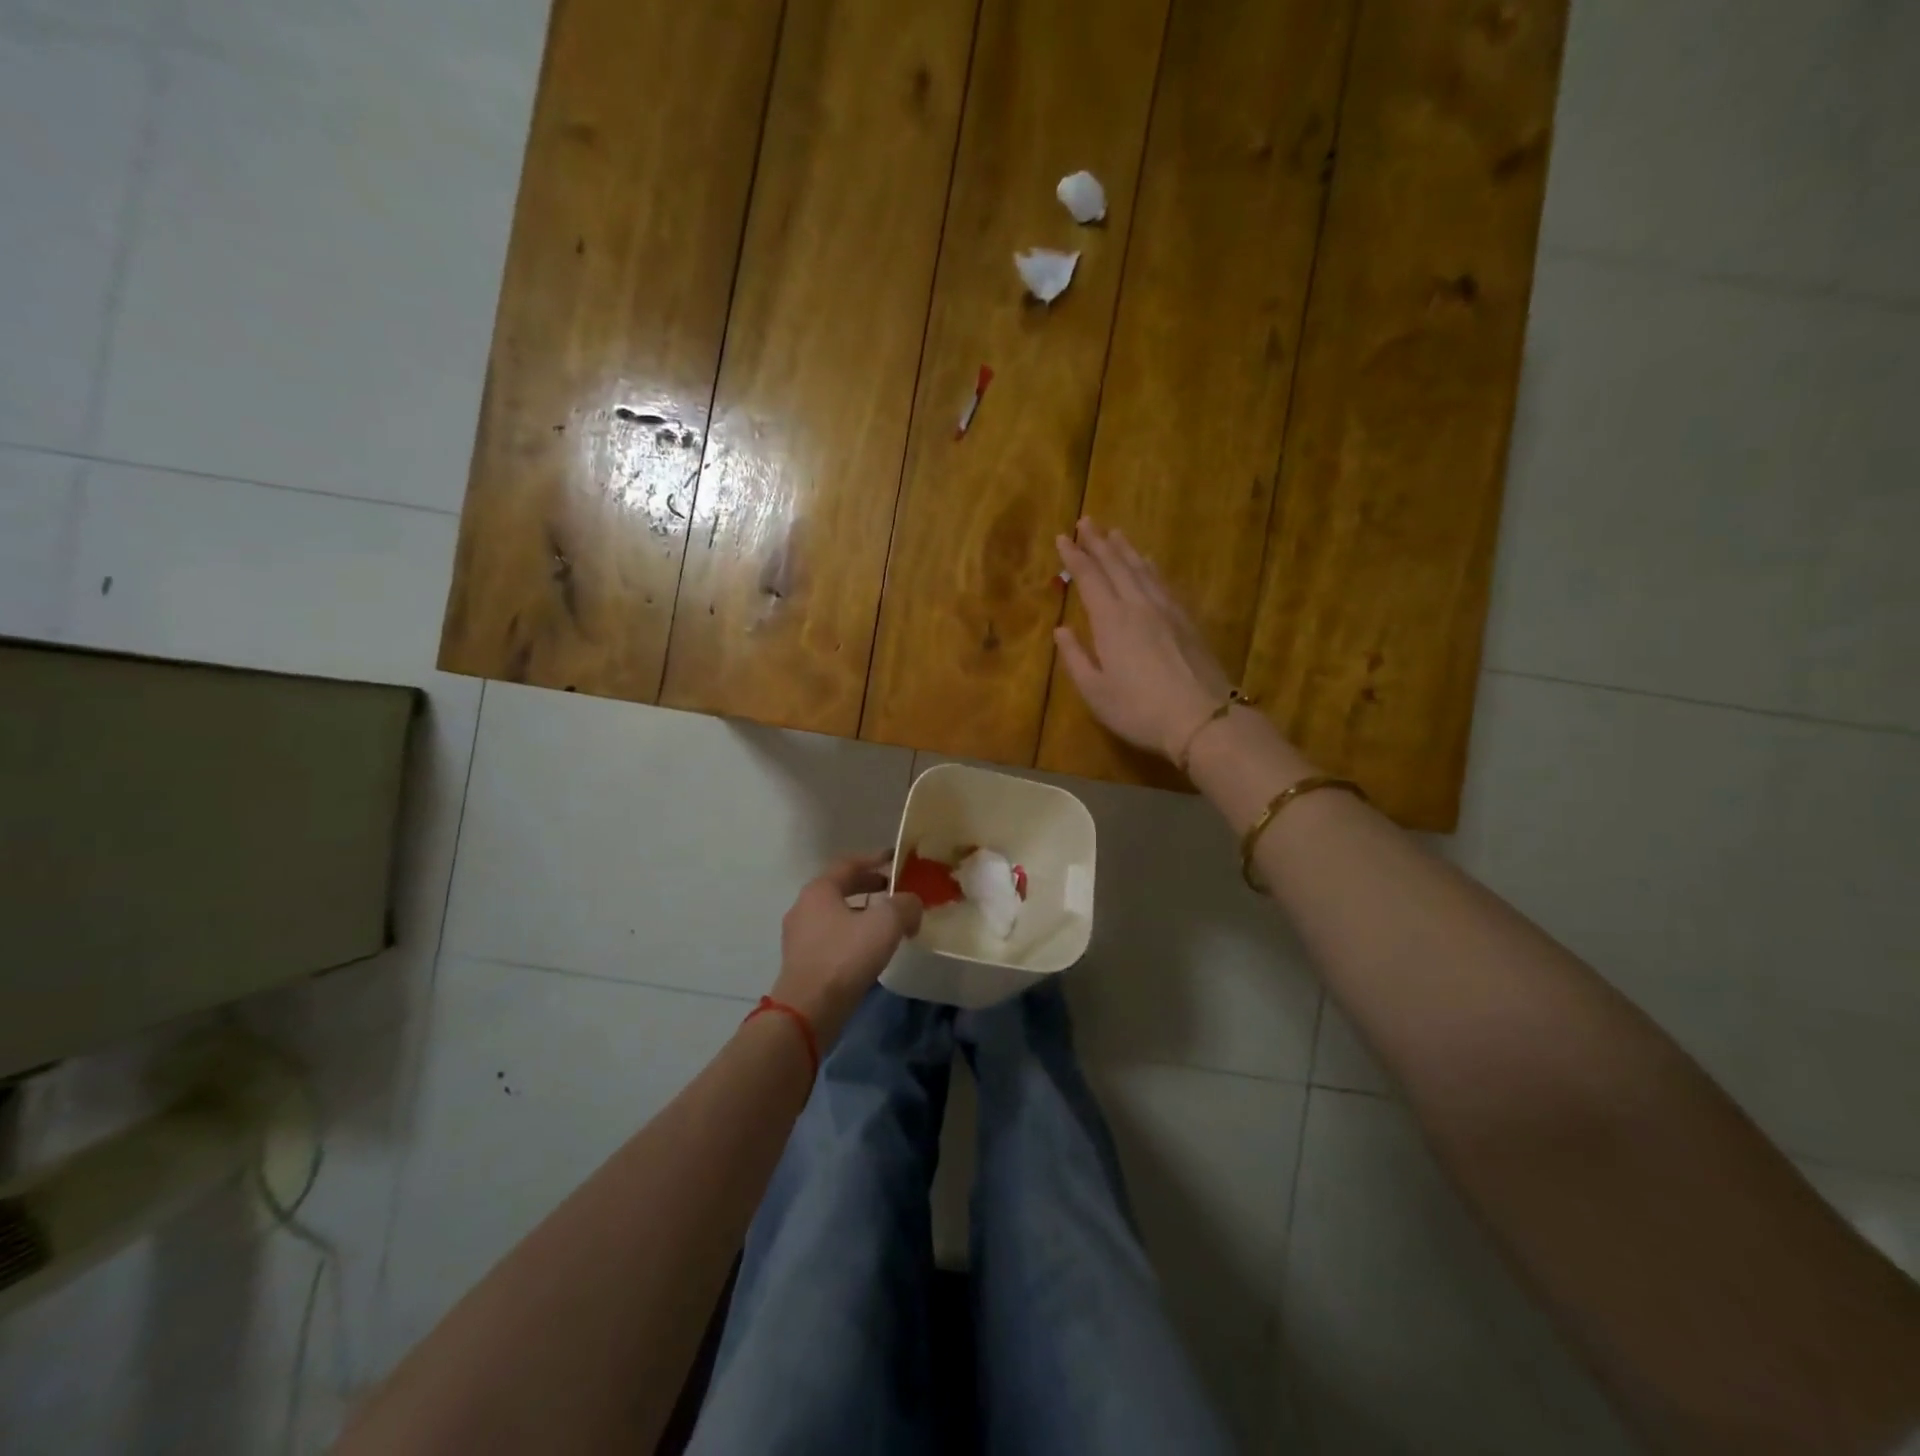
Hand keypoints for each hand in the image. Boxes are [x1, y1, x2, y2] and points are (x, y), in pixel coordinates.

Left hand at [768, 852, 922, 1046]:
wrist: (809, 1010)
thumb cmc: (845, 957)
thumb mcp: (886, 924)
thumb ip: (905, 905)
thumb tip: (912, 904)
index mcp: (819, 889)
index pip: (850, 864)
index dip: (875, 859)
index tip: (896, 859)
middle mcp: (804, 906)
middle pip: (841, 888)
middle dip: (870, 886)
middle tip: (895, 889)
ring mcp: (799, 936)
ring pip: (837, 914)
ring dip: (862, 912)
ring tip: (888, 921)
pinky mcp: (802, 961)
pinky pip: (832, 937)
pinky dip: (853, 934)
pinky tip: (871, 948)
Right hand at [1054, 518, 1234, 760]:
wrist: (1202, 719)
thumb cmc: (1139, 710)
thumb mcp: (1095, 692)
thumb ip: (1075, 658)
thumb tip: (1061, 630)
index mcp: (1111, 621)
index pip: (1089, 578)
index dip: (1075, 557)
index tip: (1063, 536)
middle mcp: (1138, 605)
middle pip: (1116, 565)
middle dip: (1098, 542)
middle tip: (1086, 521)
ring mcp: (1167, 610)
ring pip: (1142, 569)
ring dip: (1125, 549)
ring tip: (1114, 533)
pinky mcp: (1187, 621)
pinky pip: (1164, 583)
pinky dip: (1151, 567)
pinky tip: (1149, 562)